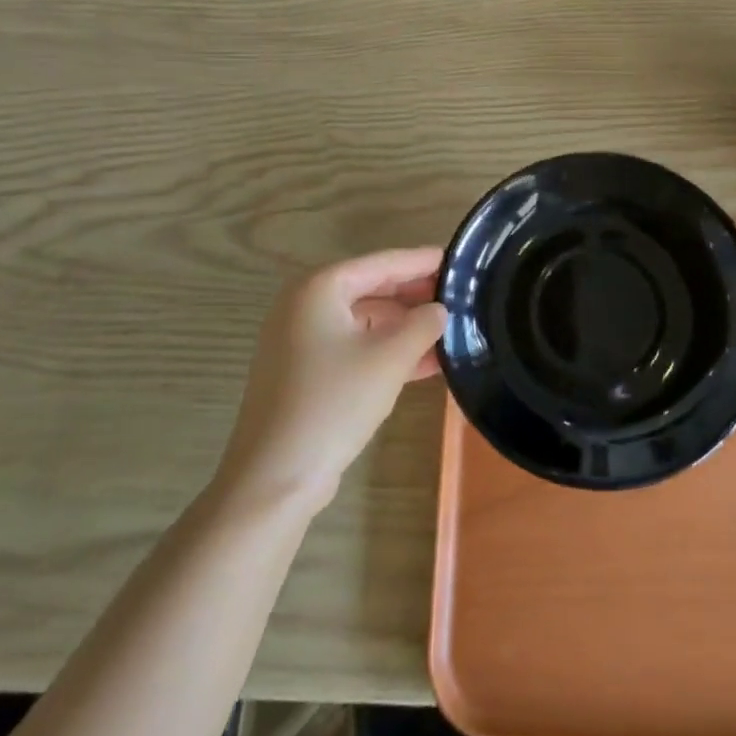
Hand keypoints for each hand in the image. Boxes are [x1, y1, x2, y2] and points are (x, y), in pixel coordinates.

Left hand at [217, 248, 447, 513]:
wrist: (276, 477)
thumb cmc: (333, 403)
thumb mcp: (389, 359)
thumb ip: (422, 325)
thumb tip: (440, 310)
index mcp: (319, 289)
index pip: (381, 263)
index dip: (421, 261)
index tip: (457, 258)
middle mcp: (305, 306)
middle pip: (371, 288)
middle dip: (415, 295)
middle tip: (460, 295)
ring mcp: (301, 341)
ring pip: (365, 321)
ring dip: (405, 327)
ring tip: (451, 328)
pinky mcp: (305, 373)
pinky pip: (354, 347)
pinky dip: (386, 350)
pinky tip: (426, 362)